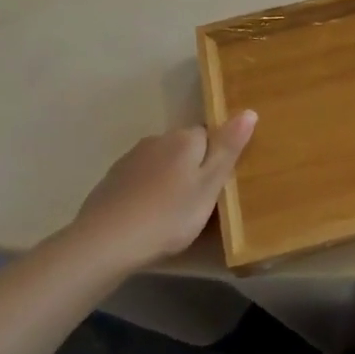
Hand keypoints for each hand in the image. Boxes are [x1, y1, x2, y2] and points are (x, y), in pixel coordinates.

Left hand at [66, 111, 257, 273]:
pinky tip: (144, 217)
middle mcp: (157, 139)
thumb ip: (228, 148)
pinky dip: (145, 193)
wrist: (104, 242)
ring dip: (167, 180)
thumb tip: (249, 111)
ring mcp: (130, 159)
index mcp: (185, 139)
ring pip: (160, 163)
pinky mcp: (110, 180)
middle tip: (197, 204)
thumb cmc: (169, 215)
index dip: (215, 159)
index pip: (210, 135)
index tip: (216, 186)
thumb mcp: (209, 185)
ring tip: (170, 214)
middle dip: (191, 168)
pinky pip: (139, 180)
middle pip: (184, 148)